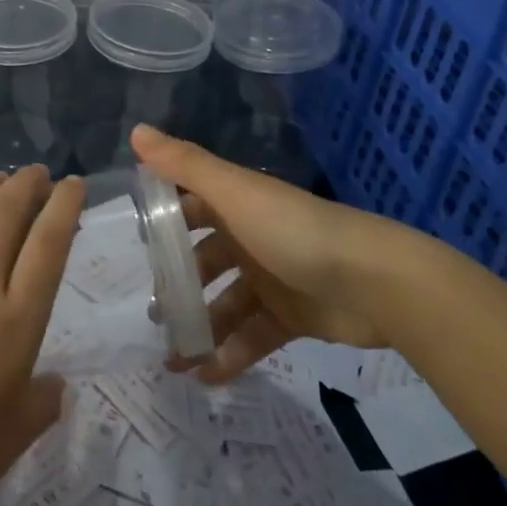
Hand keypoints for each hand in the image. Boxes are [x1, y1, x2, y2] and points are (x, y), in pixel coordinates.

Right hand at [132, 124, 415, 381]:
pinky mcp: (291, 318)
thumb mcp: (234, 192)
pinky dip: (229, 355)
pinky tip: (205, 376)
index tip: (132, 247)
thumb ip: (184, 164)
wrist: (374, 283)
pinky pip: (251, 336)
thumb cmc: (293, 231)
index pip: (189, 207)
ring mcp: (271, 279)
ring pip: (224, 304)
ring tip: (171, 357)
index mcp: (236, 205)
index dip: (162, 223)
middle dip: (176, 285)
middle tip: (150, 312)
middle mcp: (250, 238)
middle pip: (203, 261)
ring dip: (199, 327)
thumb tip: (135, 129)